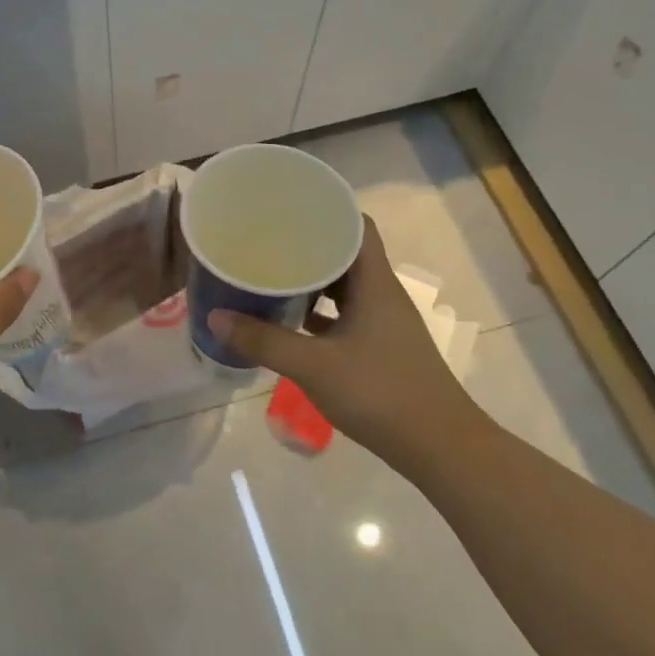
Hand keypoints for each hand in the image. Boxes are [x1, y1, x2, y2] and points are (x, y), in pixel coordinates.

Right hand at [208, 218, 487, 464]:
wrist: (439, 447)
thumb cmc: (380, 393)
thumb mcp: (314, 366)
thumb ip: (263, 341)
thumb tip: (215, 316)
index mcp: (375, 284)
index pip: (356, 226)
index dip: (326, 211)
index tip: (288, 208)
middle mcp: (381, 295)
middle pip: (345, 255)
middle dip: (307, 246)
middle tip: (266, 242)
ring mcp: (383, 323)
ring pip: (344, 288)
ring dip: (311, 282)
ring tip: (271, 276)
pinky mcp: (379, 348)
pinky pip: (344, 317)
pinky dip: (318, 314)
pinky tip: (289, 322)